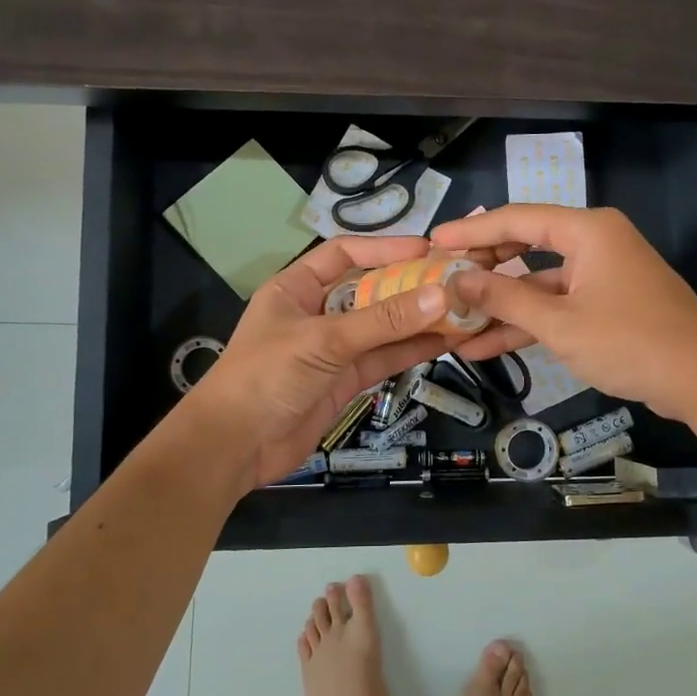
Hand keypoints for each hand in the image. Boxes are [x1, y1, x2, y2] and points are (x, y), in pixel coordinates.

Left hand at [189, 237, 453, 487]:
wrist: (235, 446)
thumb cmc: (267, 375)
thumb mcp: (324, 341)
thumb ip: (382, 321)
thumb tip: (440, 296)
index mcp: (297, 288)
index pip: (344, 254)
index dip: (384, 249)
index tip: (427, 249)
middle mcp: (317, 312)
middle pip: (370, 290)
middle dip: (409, 285)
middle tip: (455, 280)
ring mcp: (332, 349)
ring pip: (382, 327)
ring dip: (417, 320)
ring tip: (462, 310)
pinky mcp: (345, 381)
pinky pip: (383, 357)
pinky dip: (411, 350)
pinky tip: (445, 341)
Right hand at [429, 205, 696, 424]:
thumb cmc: (630, 341)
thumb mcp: (559, 323)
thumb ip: (504, 300)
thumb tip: (457, 279)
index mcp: (587, 231)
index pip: (517, 219)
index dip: (472, 230)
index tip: (433, 242)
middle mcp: (594, 243)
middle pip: (525, 247)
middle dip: (483, 270)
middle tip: (442, 282)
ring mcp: (601, 275)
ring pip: (538, 283)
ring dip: (501, 307)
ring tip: (454, 325)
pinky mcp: (607, 304)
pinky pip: (558, 305)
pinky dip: (528, 323)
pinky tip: (487, 347)